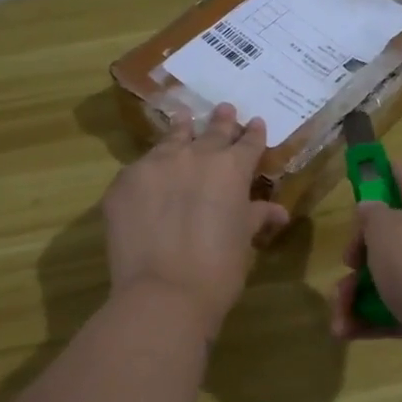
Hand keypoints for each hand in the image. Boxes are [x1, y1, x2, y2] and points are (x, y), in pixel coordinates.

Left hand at [104, 102, 291, 337]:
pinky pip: (140, 168)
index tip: (255, 123)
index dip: (253, 134)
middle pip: (211, 132)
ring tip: (183, 118)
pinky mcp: (123, 183)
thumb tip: (278, 211)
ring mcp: (154, 165)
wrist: (165, 292)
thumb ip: (257, 216)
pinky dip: (150, 170)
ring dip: (181, 130)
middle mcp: (194, 156)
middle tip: (224, 109)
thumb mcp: (244, 239)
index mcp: (231, 168)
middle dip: (221, 122)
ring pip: (171, 140)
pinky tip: (150, 174)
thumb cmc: (219, 269)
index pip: (247, 143)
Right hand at [328, 161, 401, 389]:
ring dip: (359, 293)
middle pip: (395, 233)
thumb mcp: (384, 230)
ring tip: (339, 313)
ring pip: (395, 275)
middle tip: (347, 264)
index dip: (374, 177)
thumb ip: (371, 215)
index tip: (349, 190)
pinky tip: (346, 331)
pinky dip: (375, 317)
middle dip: (360, 253)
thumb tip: (373, 211)